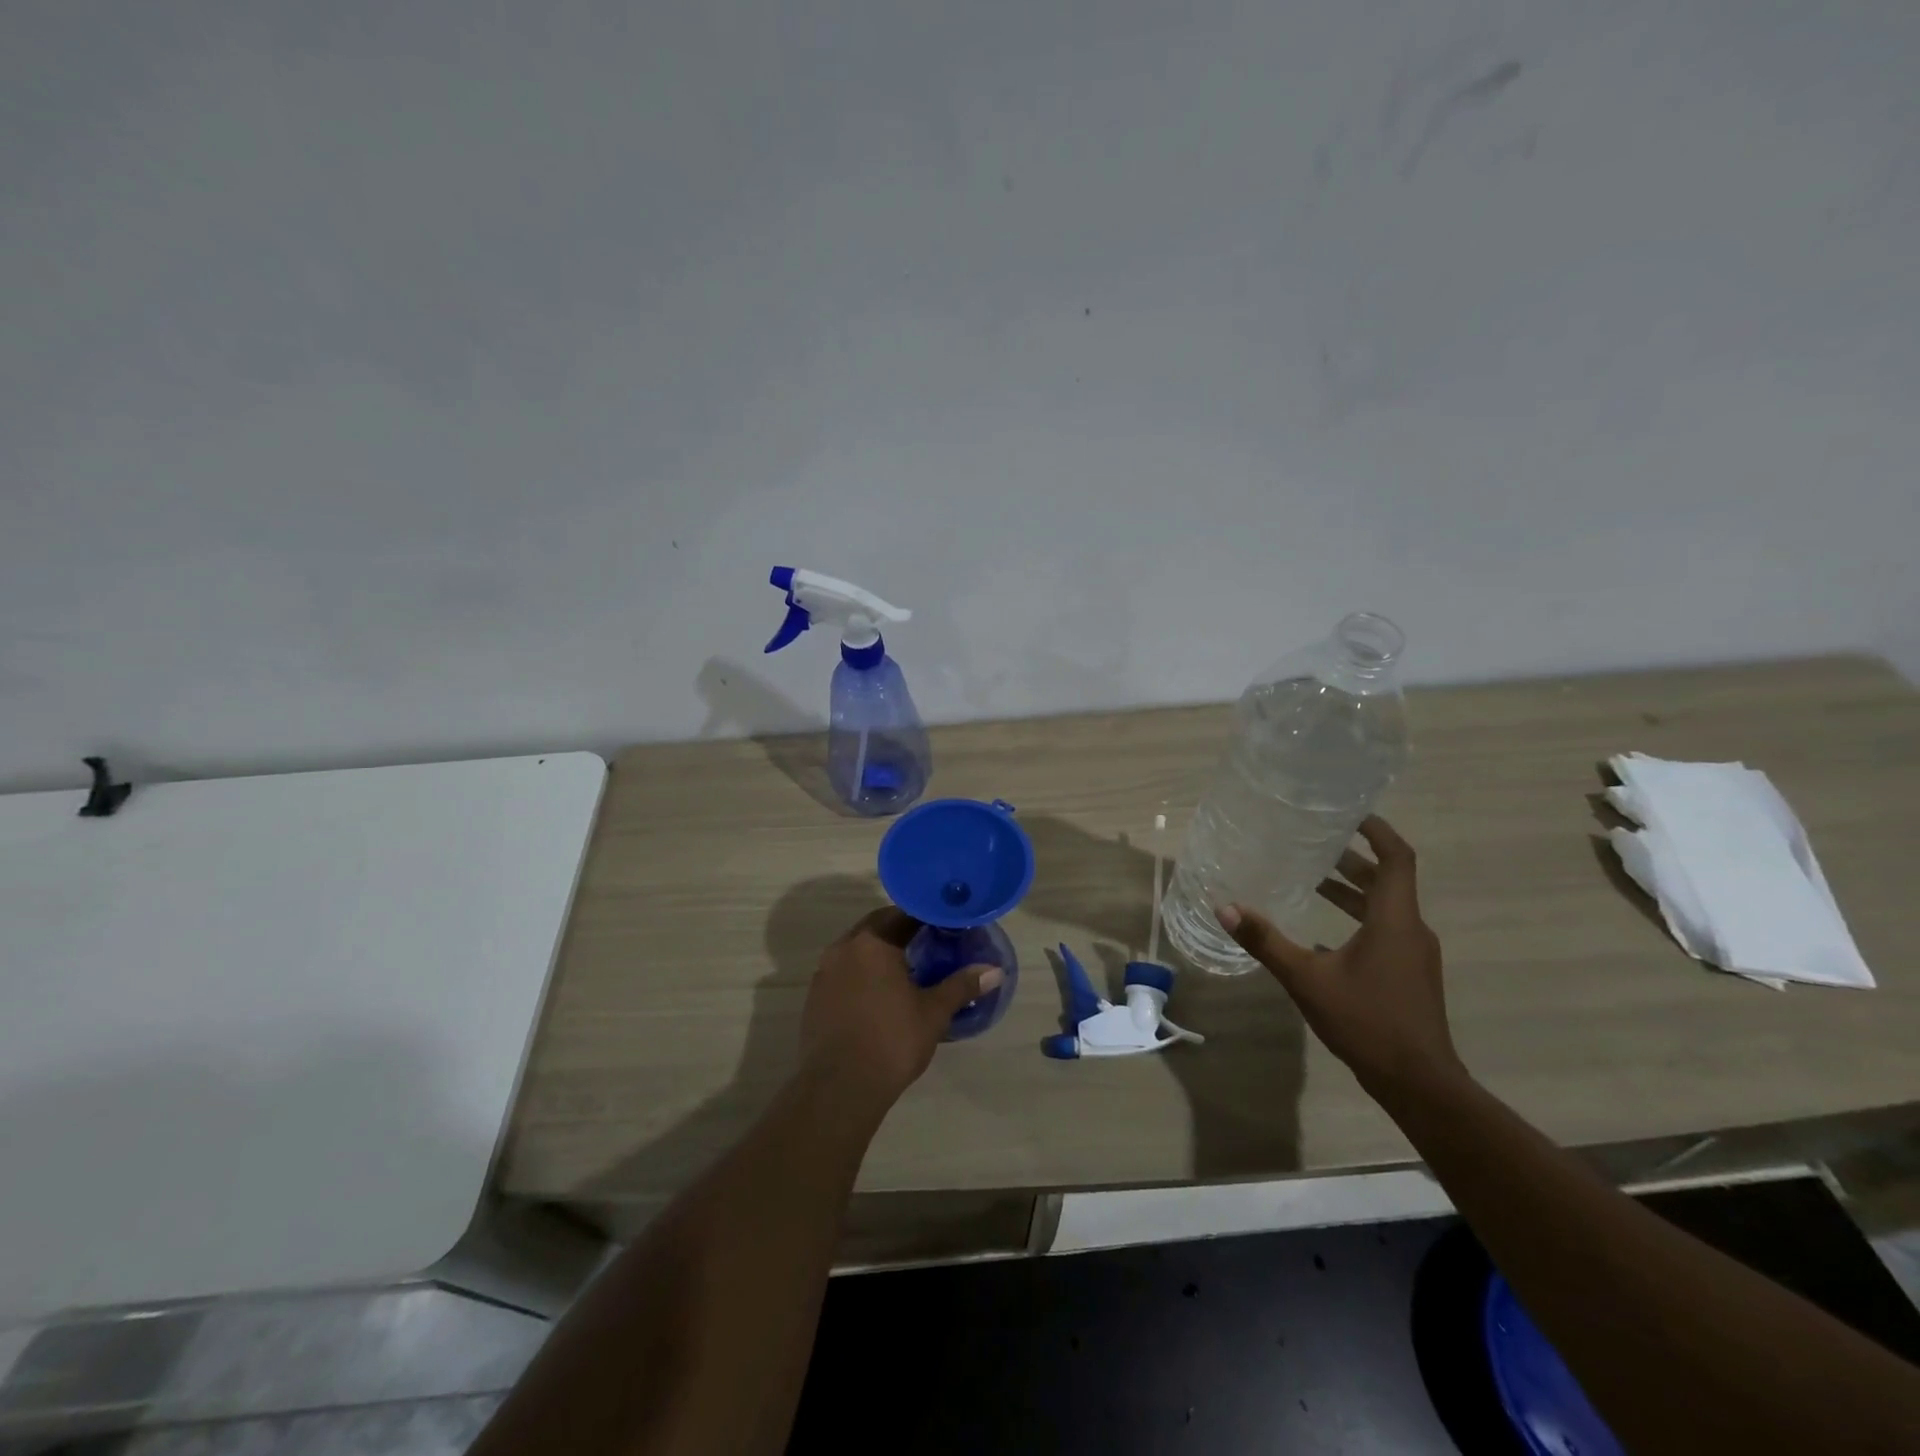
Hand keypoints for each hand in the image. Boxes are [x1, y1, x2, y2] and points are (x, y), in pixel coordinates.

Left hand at [800, 907, 1002, 1109]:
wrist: (839, 1087)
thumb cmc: (892, 1041)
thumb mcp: (933, 1013)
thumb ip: (961, 986)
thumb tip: (994, 970)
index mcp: (873, 942)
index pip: (903, 914)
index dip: (927, 918)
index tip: (946, 927)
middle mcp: (844, 948)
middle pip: (877, 927)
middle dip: (902, 931)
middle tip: (929, 944)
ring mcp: (824, 972)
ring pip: (857, 949)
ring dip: (879, 952)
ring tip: (906, 969)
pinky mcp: (815, 997)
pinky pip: (843, 972)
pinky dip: (862, 973)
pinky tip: (879, 995)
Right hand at [1217, 816, 1463, 1096]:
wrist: (1419, 1083)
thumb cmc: (1367, 1021)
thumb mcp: (1307, 978)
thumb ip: (1266, 941)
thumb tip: (1225, 908)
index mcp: (1394, 920)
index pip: (1396, 858)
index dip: (1377, 831)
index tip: (1349, 813)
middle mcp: (1411, 929)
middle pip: (1387, 880)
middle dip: (1352, 860)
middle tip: (1314, 844)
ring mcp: (1414, 954)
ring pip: (1385, 907)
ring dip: (1353, 891)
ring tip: (1313, 880)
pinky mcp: (1410, 975)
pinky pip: (1385, 931)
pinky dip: (1357, 919)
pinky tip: (1324, 935)